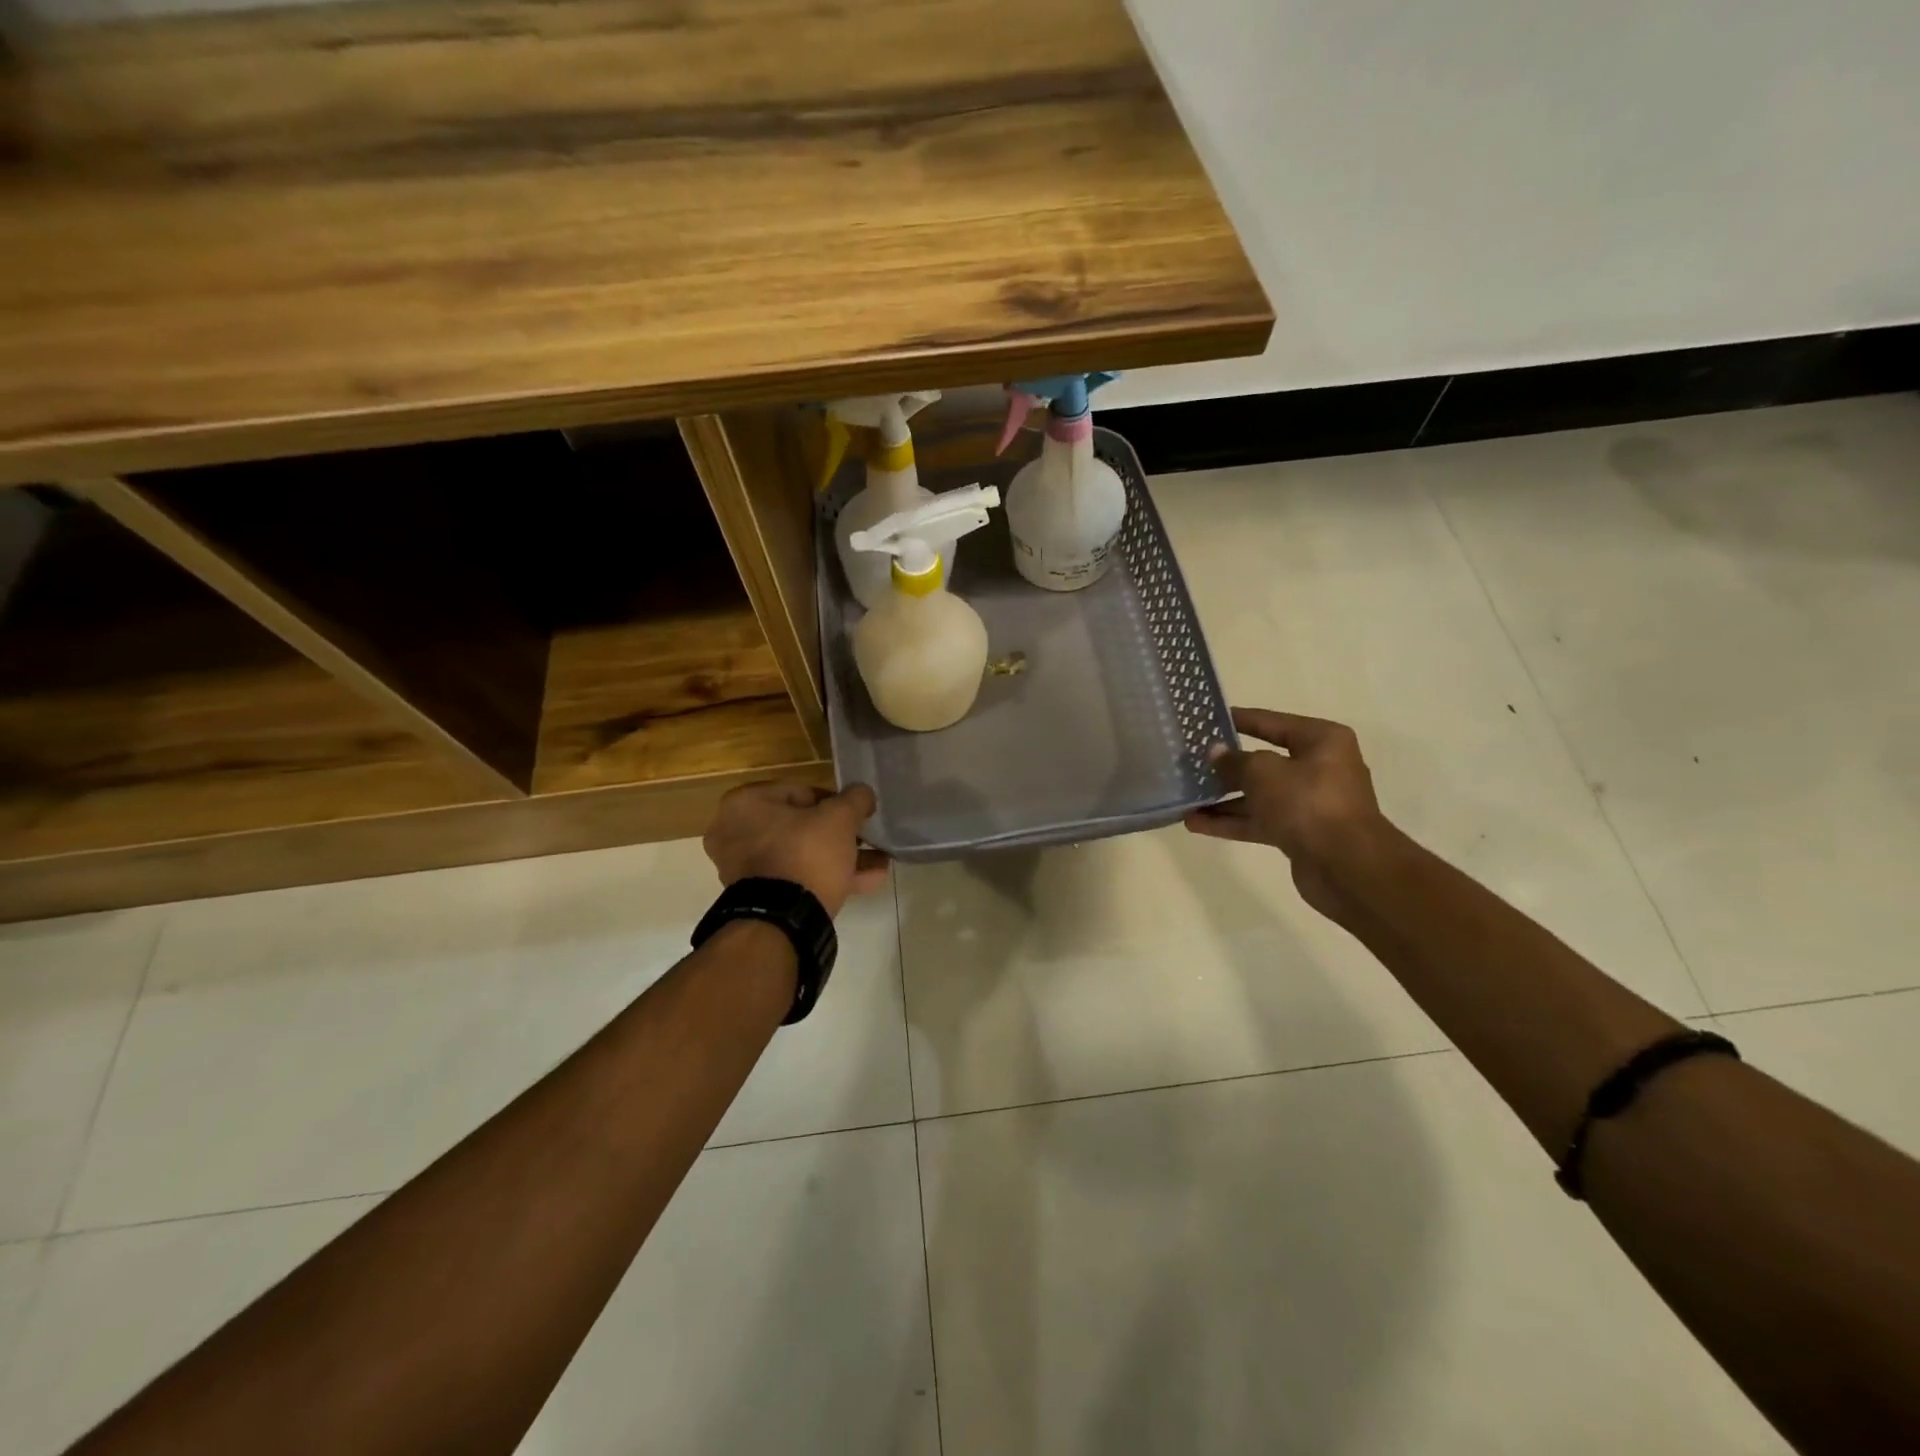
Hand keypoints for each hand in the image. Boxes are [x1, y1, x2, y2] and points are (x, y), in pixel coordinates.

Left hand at [703, 781, 889, 917]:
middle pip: (802, 826)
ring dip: (841, 857)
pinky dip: (827, 877)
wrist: (783, 921)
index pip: (801, 792)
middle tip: (867, 839)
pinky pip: (796, 878)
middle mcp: (736, 832)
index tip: (857, 815)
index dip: (836, 802)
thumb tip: (863, 794)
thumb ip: (855, 799)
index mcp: (745, 803)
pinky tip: (868, 881)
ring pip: (802, 855)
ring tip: (878, 862)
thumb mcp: (839, 818)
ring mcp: (744, 868)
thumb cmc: (805, 854)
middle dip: (841, 835)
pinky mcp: (759, 897)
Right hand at [1184, 708, 1387, 916]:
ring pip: (1259, 795)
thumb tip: (1216, 752)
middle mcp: (1319, 768)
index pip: (1273, 723)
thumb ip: (1234, 761)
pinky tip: (1196, 824)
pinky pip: (1260, 821)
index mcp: (1321, 741)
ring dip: (1223, 799)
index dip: (1240, 720)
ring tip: (1186, 798)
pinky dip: (1231, 822)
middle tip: (1191, 763)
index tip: (1209, 720)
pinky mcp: (1300, 833)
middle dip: (1227, 767)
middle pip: (1264, 762)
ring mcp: (1310, 803)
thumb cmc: (1307, 803)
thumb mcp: (1263, 772)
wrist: (1346, 866)